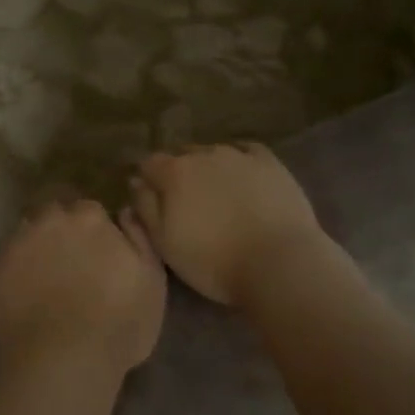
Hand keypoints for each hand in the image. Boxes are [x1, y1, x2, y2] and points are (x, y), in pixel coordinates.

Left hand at [0, 199, 165, 382]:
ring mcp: (21, 242)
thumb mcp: (153, 281)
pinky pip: (11, 255)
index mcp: (90, 218)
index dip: (94, 229)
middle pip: (55, 212)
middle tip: (72, 259)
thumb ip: (140, 237)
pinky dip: (20, 264)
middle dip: (63, 227)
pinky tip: (28, 288)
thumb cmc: (119, 324)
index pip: (90, 209)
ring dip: (39, 242)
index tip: (98, 250)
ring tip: (47, 272)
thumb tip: (123, 211)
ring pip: (30, 230)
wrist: (62, 362)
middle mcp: (52, 220)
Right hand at [131, 143, 326, 304]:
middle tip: (184, 201)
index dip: (147, 180)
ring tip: (216, 193)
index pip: (148, 163)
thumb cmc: (213, 261)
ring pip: (213, 152)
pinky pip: (247, 151)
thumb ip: (145, 208)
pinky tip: (242, 175)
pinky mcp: (270, 163)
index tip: (151, 199)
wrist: (278, 263)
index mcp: (173, 172)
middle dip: (178, 172)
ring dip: (208, 167)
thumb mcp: (164, 243)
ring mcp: (240, 156)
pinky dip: (239, 160)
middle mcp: (203, 154)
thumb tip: (136, 182)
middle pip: (181, 155)